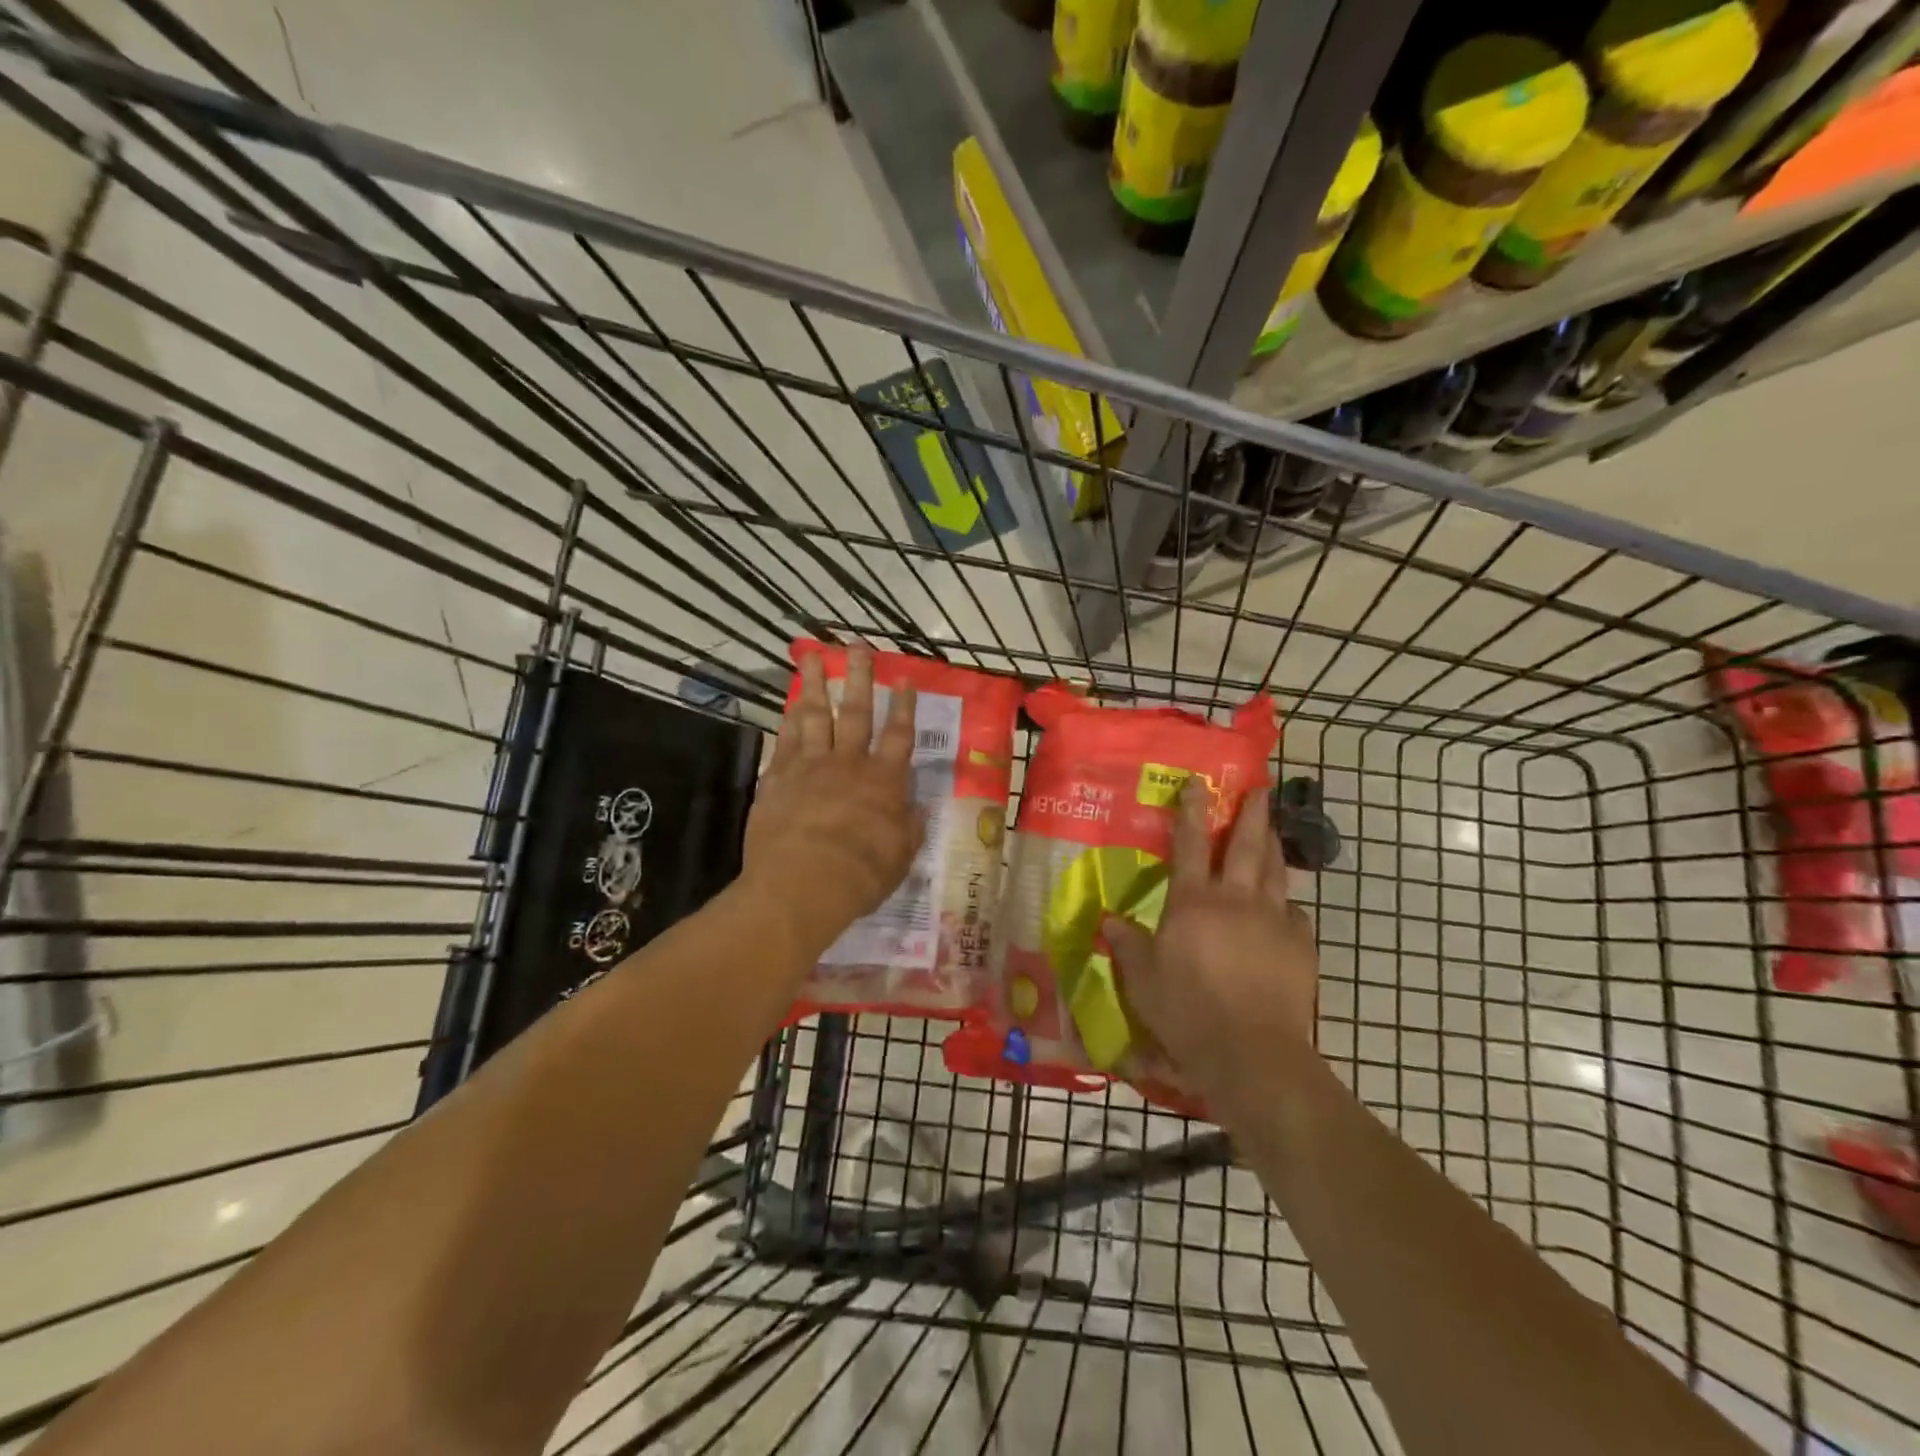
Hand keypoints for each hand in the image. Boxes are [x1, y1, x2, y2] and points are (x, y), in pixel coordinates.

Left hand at [741, 648, 924, 964]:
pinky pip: (785, 741)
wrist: (800, 885)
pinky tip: (789, 705)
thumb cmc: (859, 875)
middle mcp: (848, 764)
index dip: (904, 706)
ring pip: (814, 716)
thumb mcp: (900, 858)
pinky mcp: (777, 779)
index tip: (905, 679)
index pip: (899, 735)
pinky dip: (788, 720)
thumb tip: (917, 810)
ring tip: (812, 658)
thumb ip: (909, 829)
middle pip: (856, 712)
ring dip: (814, 685)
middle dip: (859, 677)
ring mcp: (809, 767)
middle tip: (857, 646)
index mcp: (883, 781)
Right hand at [1104, 780, 1318, 1116]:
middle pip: (1246, 846)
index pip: (1190, 844)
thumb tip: (1107, 919)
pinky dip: (1286, 902)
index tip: (1199, 783)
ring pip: (1276, 871)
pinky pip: (1294, 912)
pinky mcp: (1301, 947)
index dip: (1192, 810)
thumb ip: (1127, 944)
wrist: (1253, 1053)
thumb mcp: (1142, 979)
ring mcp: (1274, 921)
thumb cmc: (1187, 1011)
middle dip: (1252, 813)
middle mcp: (1236, 900)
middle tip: (1260, 789)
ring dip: (1274, 846)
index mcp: (1193, 902)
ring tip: (1273, 830)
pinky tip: (1285, 906)